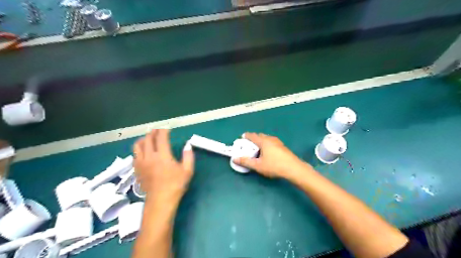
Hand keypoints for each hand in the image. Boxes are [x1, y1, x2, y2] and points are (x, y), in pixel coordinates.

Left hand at [134, 129, 194, 201]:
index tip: (167, 128)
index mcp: (163, 155)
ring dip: (144, 139)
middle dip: (153, 132)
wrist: (160, 201)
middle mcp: (149, 156)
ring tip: (149, 138)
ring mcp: (141, 163)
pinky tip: (143, 151)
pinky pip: (134, 155)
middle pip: (148, 139)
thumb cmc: (175, 185)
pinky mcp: (137, 169)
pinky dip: (139, 149)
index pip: (161, 138)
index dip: (164, 131)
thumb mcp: (187, 171)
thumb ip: (188, 156)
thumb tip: (187, 146)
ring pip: (138, 145)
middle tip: (158, 130)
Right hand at [235, 133, 309, 179]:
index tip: (241, 138)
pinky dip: (267, 144)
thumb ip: (246, 161)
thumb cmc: (274, 166)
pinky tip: (268, 152)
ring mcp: (278, 142)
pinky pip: (272, 142)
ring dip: (261, 141)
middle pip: (260, 135)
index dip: (246, 136)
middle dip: (253, 139)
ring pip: (267, 138)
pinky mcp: (283, 147)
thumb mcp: (258, 165)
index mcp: (263, 141)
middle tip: (249, 145)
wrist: (294, 169)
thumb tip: (235, 159)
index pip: (252, 136)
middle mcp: (270, 139)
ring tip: (258, 149)